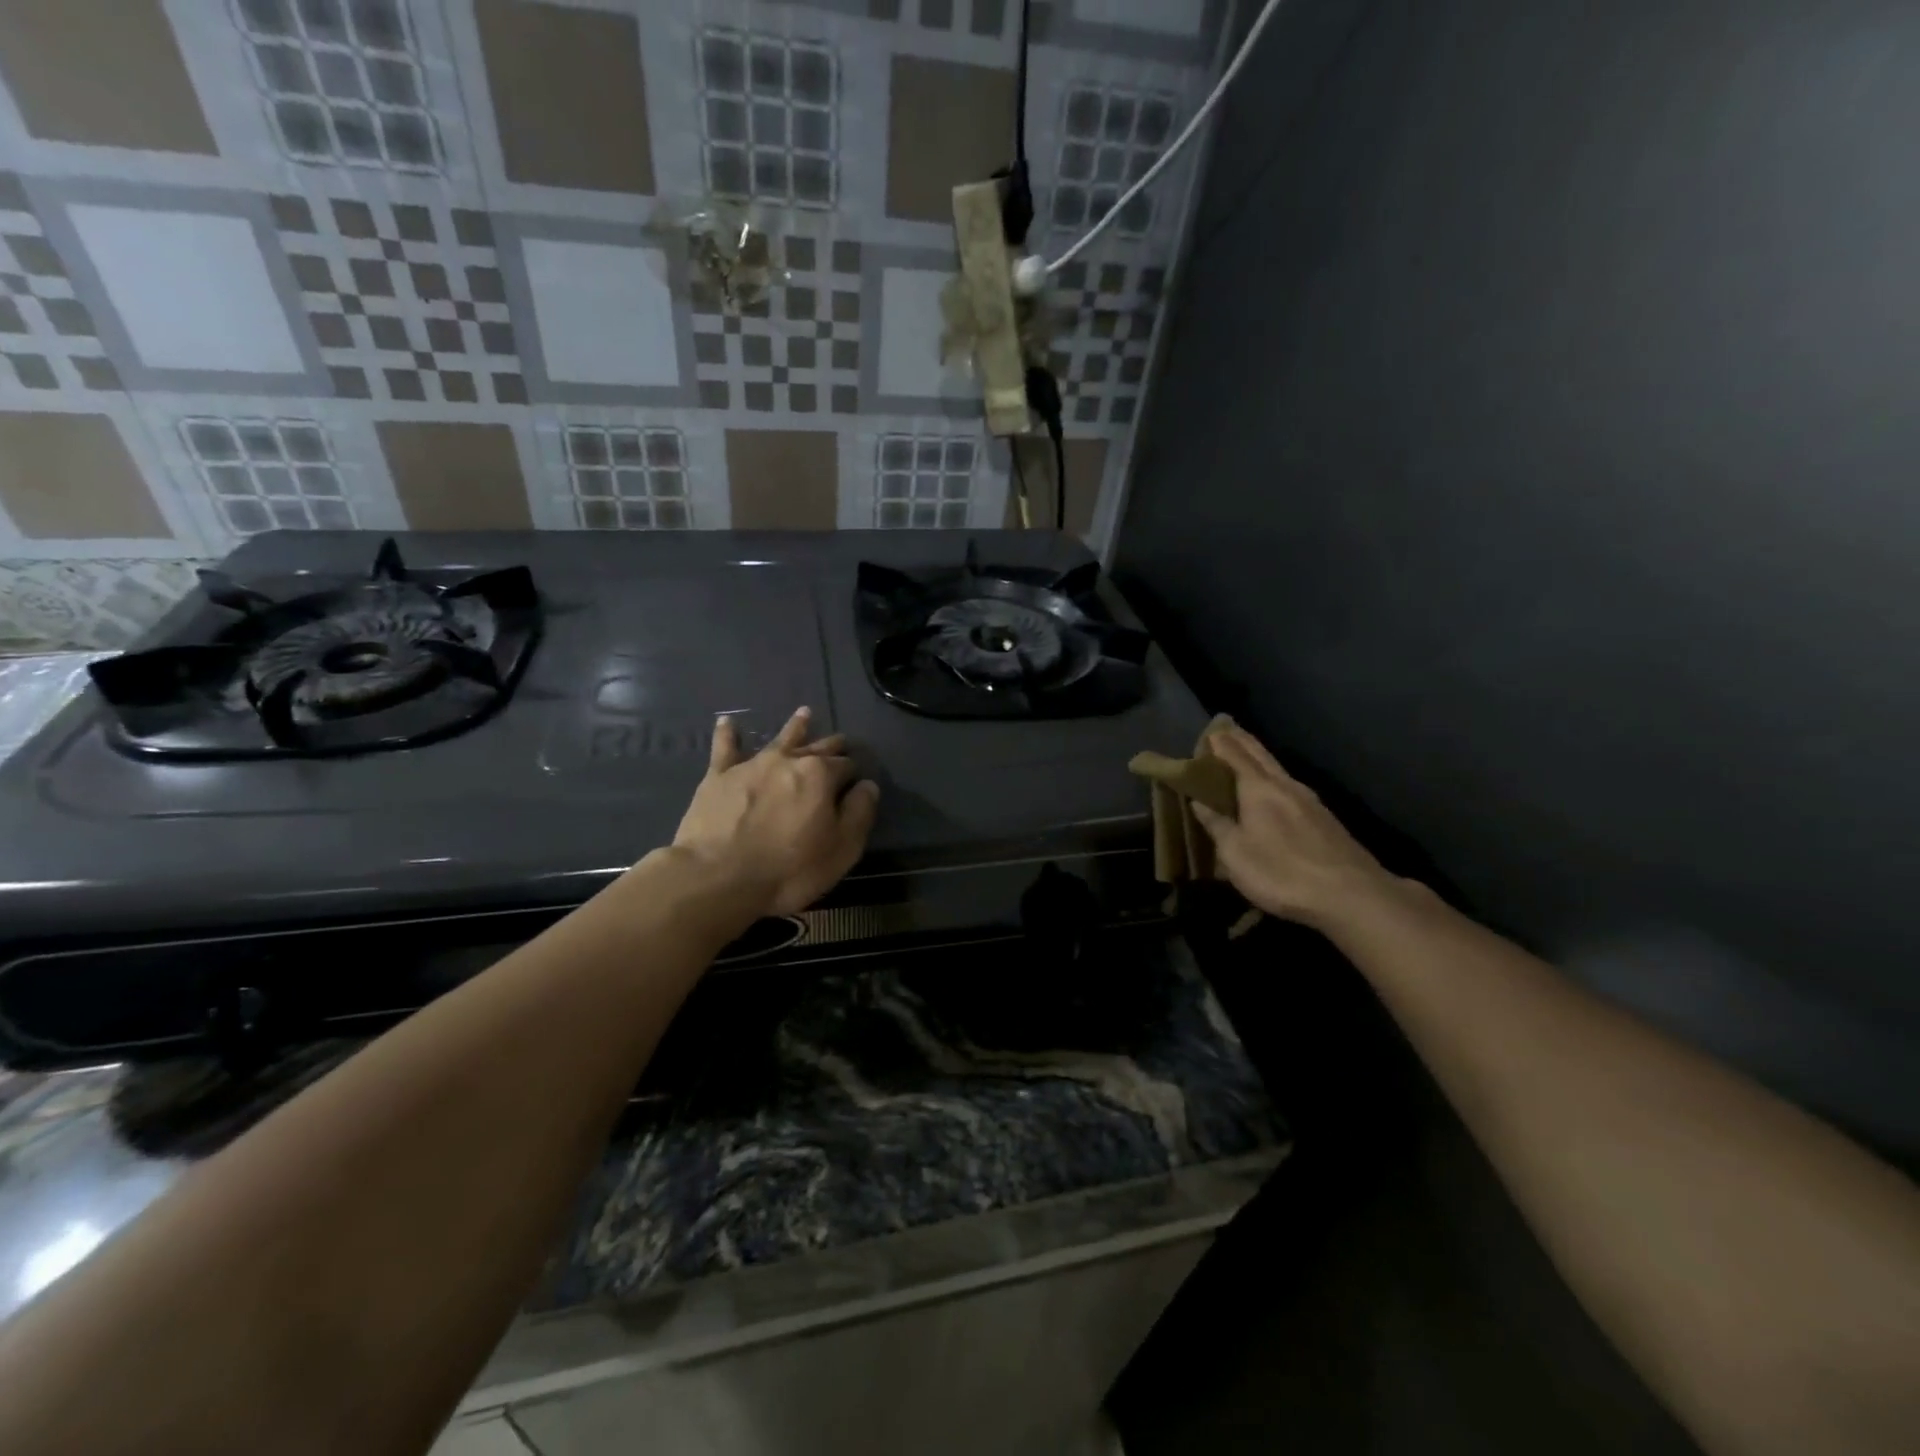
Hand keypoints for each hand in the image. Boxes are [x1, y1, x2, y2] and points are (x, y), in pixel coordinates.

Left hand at [671, 706, 879, 916]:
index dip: (854, 774)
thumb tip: (867, 786)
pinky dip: (726, 734)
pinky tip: (725, 722)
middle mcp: (788, 760)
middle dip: (831, 746)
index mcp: (820, 775)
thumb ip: (859, 813)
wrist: (718, 877)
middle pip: (817, 748)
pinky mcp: (718, 777)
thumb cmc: (789, 869)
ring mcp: (751, 765)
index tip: (856, 781)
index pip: (846, 766)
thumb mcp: (842, 849)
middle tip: (840, 742)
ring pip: (779, 739)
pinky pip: (724, 748)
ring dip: (795, 727)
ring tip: (804, 714)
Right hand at [1190, 727, 1400, 928]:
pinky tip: (1276, 788)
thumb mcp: (1236, 854)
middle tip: (1227, 728)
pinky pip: (1291, 787)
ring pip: (1278, 769)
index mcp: (1259, 789)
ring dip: (1260, 758)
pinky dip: (1275, 778)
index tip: (1209, 730)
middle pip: (1260, 755)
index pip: (1235, 756)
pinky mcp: (1325, 819)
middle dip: (1242, 741)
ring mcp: (1311, 801)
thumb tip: (1198, 802)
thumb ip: (1217, 826)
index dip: (1220, 743)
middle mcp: (1286, 786)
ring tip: (1247, 754)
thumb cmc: (1282, 873)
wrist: (1351, 895)